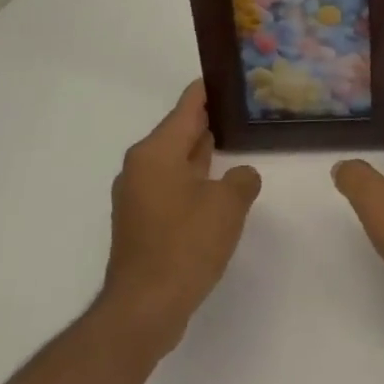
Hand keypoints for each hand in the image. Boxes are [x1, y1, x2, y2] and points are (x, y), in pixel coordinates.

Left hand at [98, 80, 262, 358]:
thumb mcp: (228, 204)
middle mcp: (141, 166)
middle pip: (180, 130)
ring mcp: (138, 195)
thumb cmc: (186, 245)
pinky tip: (220, 187)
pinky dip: (195, 179)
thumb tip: (239, 176)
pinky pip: (173, 185)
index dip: (211, 89)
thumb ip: (242, 179)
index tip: (232, 75)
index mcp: (156, 152)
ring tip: (237, 142)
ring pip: (177, 160)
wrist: (145, 308)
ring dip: (203, 153)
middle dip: (210, 120)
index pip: (188, 106)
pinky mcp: (142, 220)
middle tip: (245, 110)